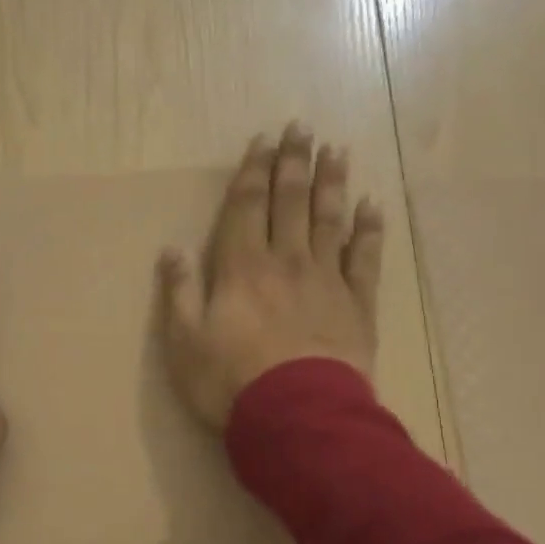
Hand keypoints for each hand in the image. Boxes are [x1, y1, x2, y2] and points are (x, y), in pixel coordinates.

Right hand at [157, 124, 385, 428]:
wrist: (297, 415)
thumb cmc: (230, 381)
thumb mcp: (184, 342)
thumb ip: (179, 293)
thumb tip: (172, 249)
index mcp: (241, 268)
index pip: (247, 207)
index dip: (253, 171)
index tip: (263, 140)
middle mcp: (285, 261)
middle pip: (290, 202)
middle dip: (293, 163)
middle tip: (302, 128)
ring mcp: (326, 280)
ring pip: (329, 219)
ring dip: (331, 183)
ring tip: (336, 151)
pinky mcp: (357, 304)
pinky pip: (365, 257)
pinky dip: (369, 229)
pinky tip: (372, 206)